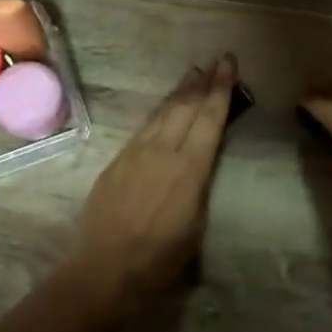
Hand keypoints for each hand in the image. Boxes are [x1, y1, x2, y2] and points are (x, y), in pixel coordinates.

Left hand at [65, 55, 236, 306]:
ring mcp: (135, 154)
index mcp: (189, 169)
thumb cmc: (159, 260)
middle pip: (186, 107)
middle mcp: (163, 152)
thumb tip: (198, 167)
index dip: (221, 89)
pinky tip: (164, 109)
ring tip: (193, 73)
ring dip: (180, 92)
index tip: (229, 64)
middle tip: (217, 60)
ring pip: (162, 113)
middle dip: (203, 82)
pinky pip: (144, 127)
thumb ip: (198, 188)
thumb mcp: (195, 227)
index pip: (209, 119)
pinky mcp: (117, 162)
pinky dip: (159, 112)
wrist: (103, 270)